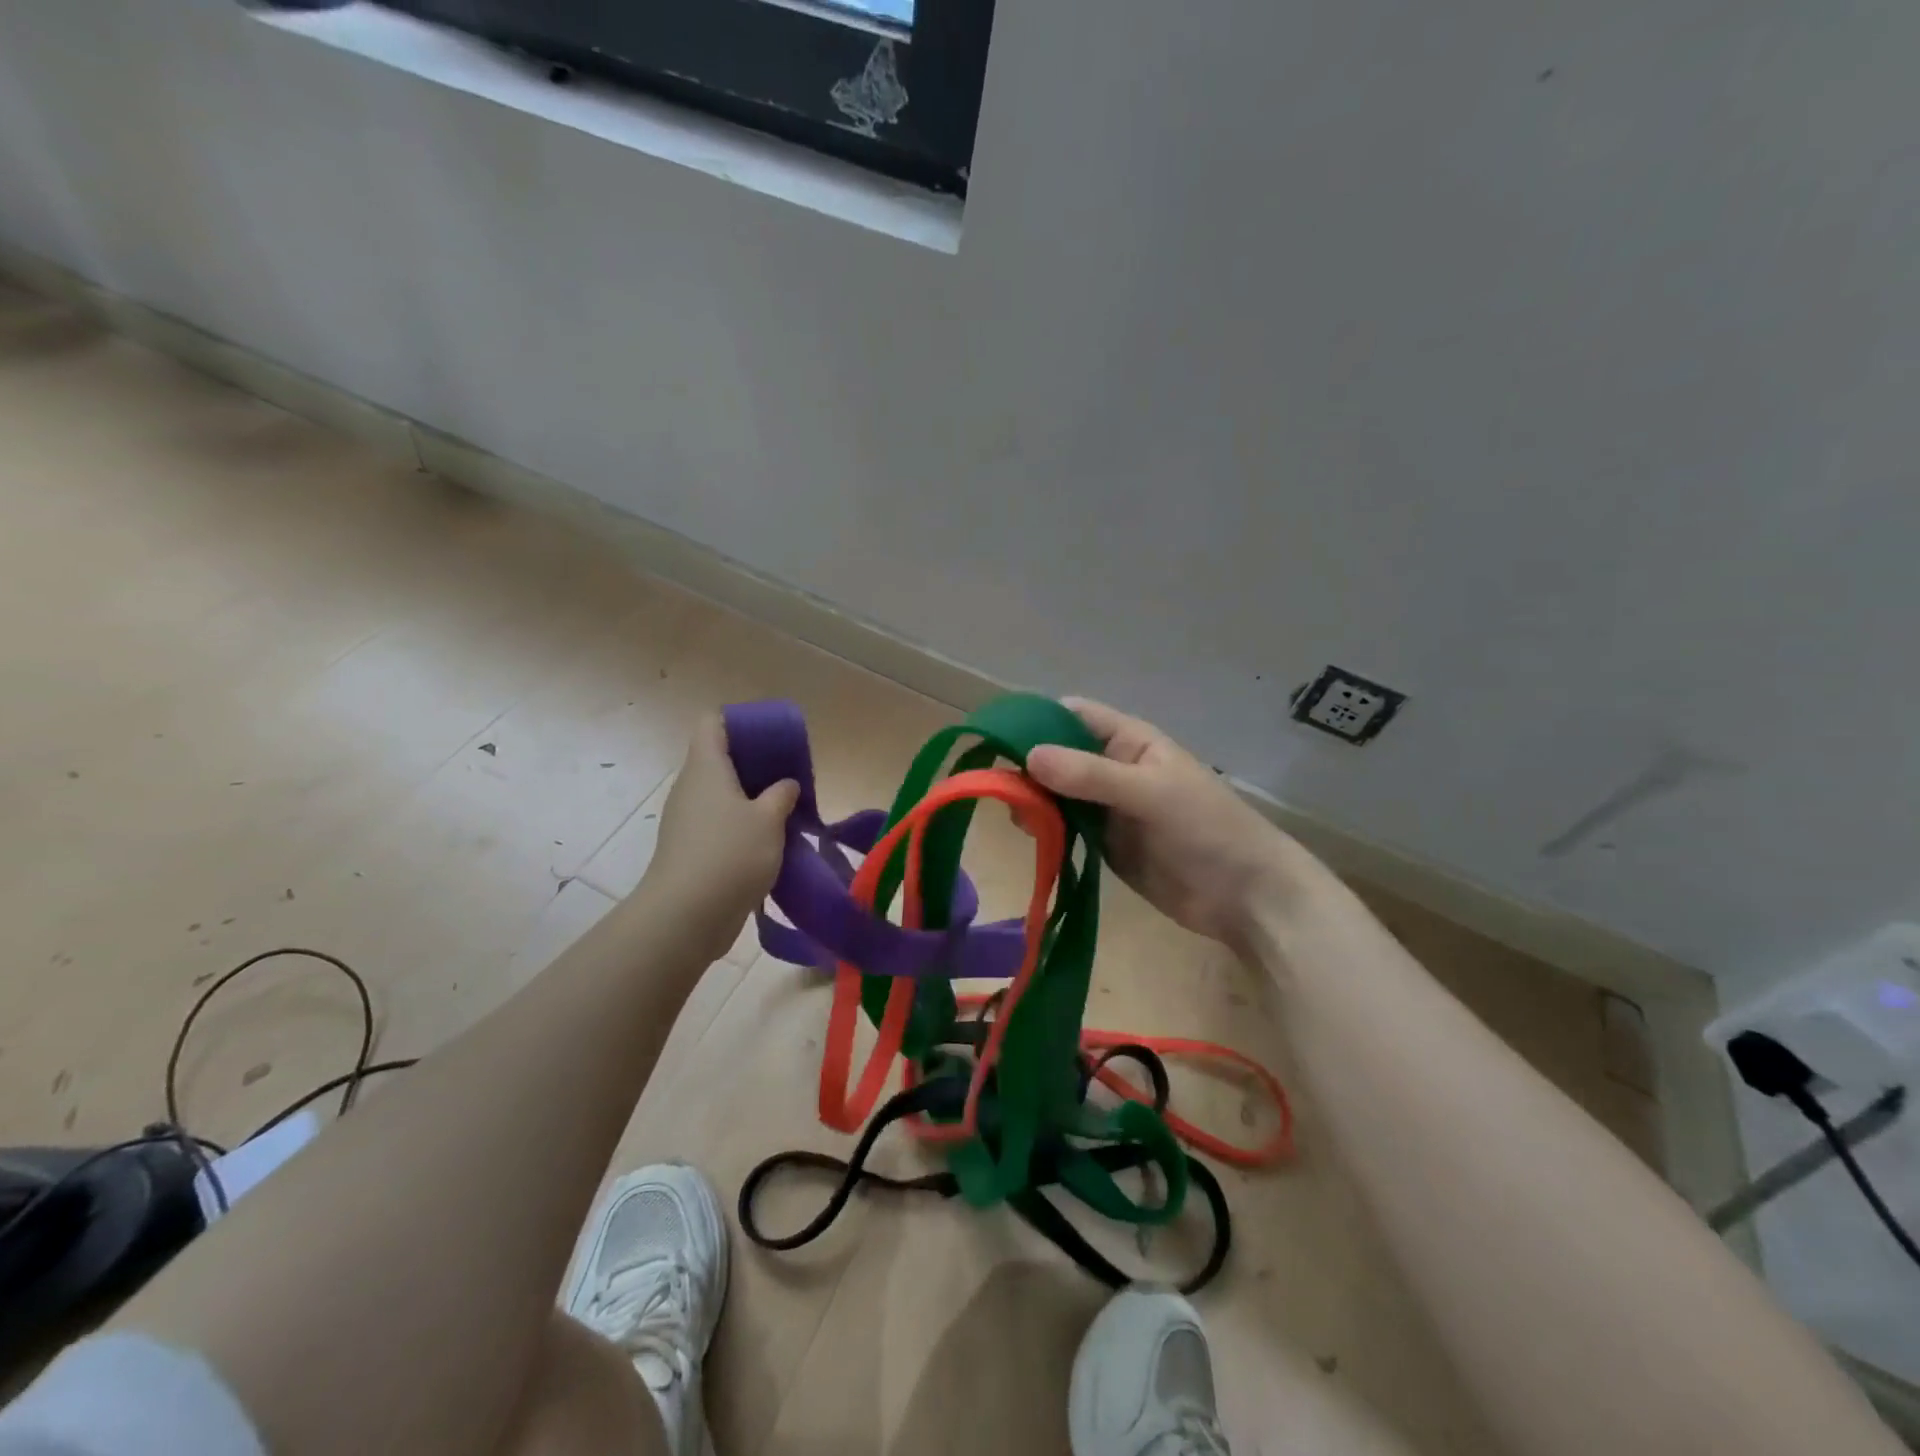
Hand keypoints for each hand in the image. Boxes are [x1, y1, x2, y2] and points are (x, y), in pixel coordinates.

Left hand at [640, 714, 798, 959]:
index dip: (740, 721)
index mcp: (706, 767)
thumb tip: (785, 785)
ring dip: (751, 799)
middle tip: (788, 776)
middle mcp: (691, 787)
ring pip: (721, 795)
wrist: (687, 916)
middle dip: (755, 764)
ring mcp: (687, 820)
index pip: (713, 722)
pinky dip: (742, 826)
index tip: (771, 736)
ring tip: (785, 810)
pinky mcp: (690, 849)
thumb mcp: (769, 819)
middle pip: (719, 759)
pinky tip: (770, 842)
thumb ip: (781, 794)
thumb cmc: (730, 854)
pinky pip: (719, 824)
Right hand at [1027, 698, 1321, 948]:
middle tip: (998, 785)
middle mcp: (1112, 767)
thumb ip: (1091, 775)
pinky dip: (1045, 828)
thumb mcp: (1150, 793)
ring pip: (1056, 792)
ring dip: (1033, 799)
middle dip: (1027, 765)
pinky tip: (1030, 835)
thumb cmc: (1207, 829)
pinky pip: (1065, 826)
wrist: (1245, 896)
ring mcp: (1107, 806)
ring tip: (1015, 815)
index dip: (1036, 719)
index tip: (997, 736)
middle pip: (1057, 755)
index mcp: (1129, 741)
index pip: (1073, 715)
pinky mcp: (1104, 842)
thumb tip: (1028, 757)